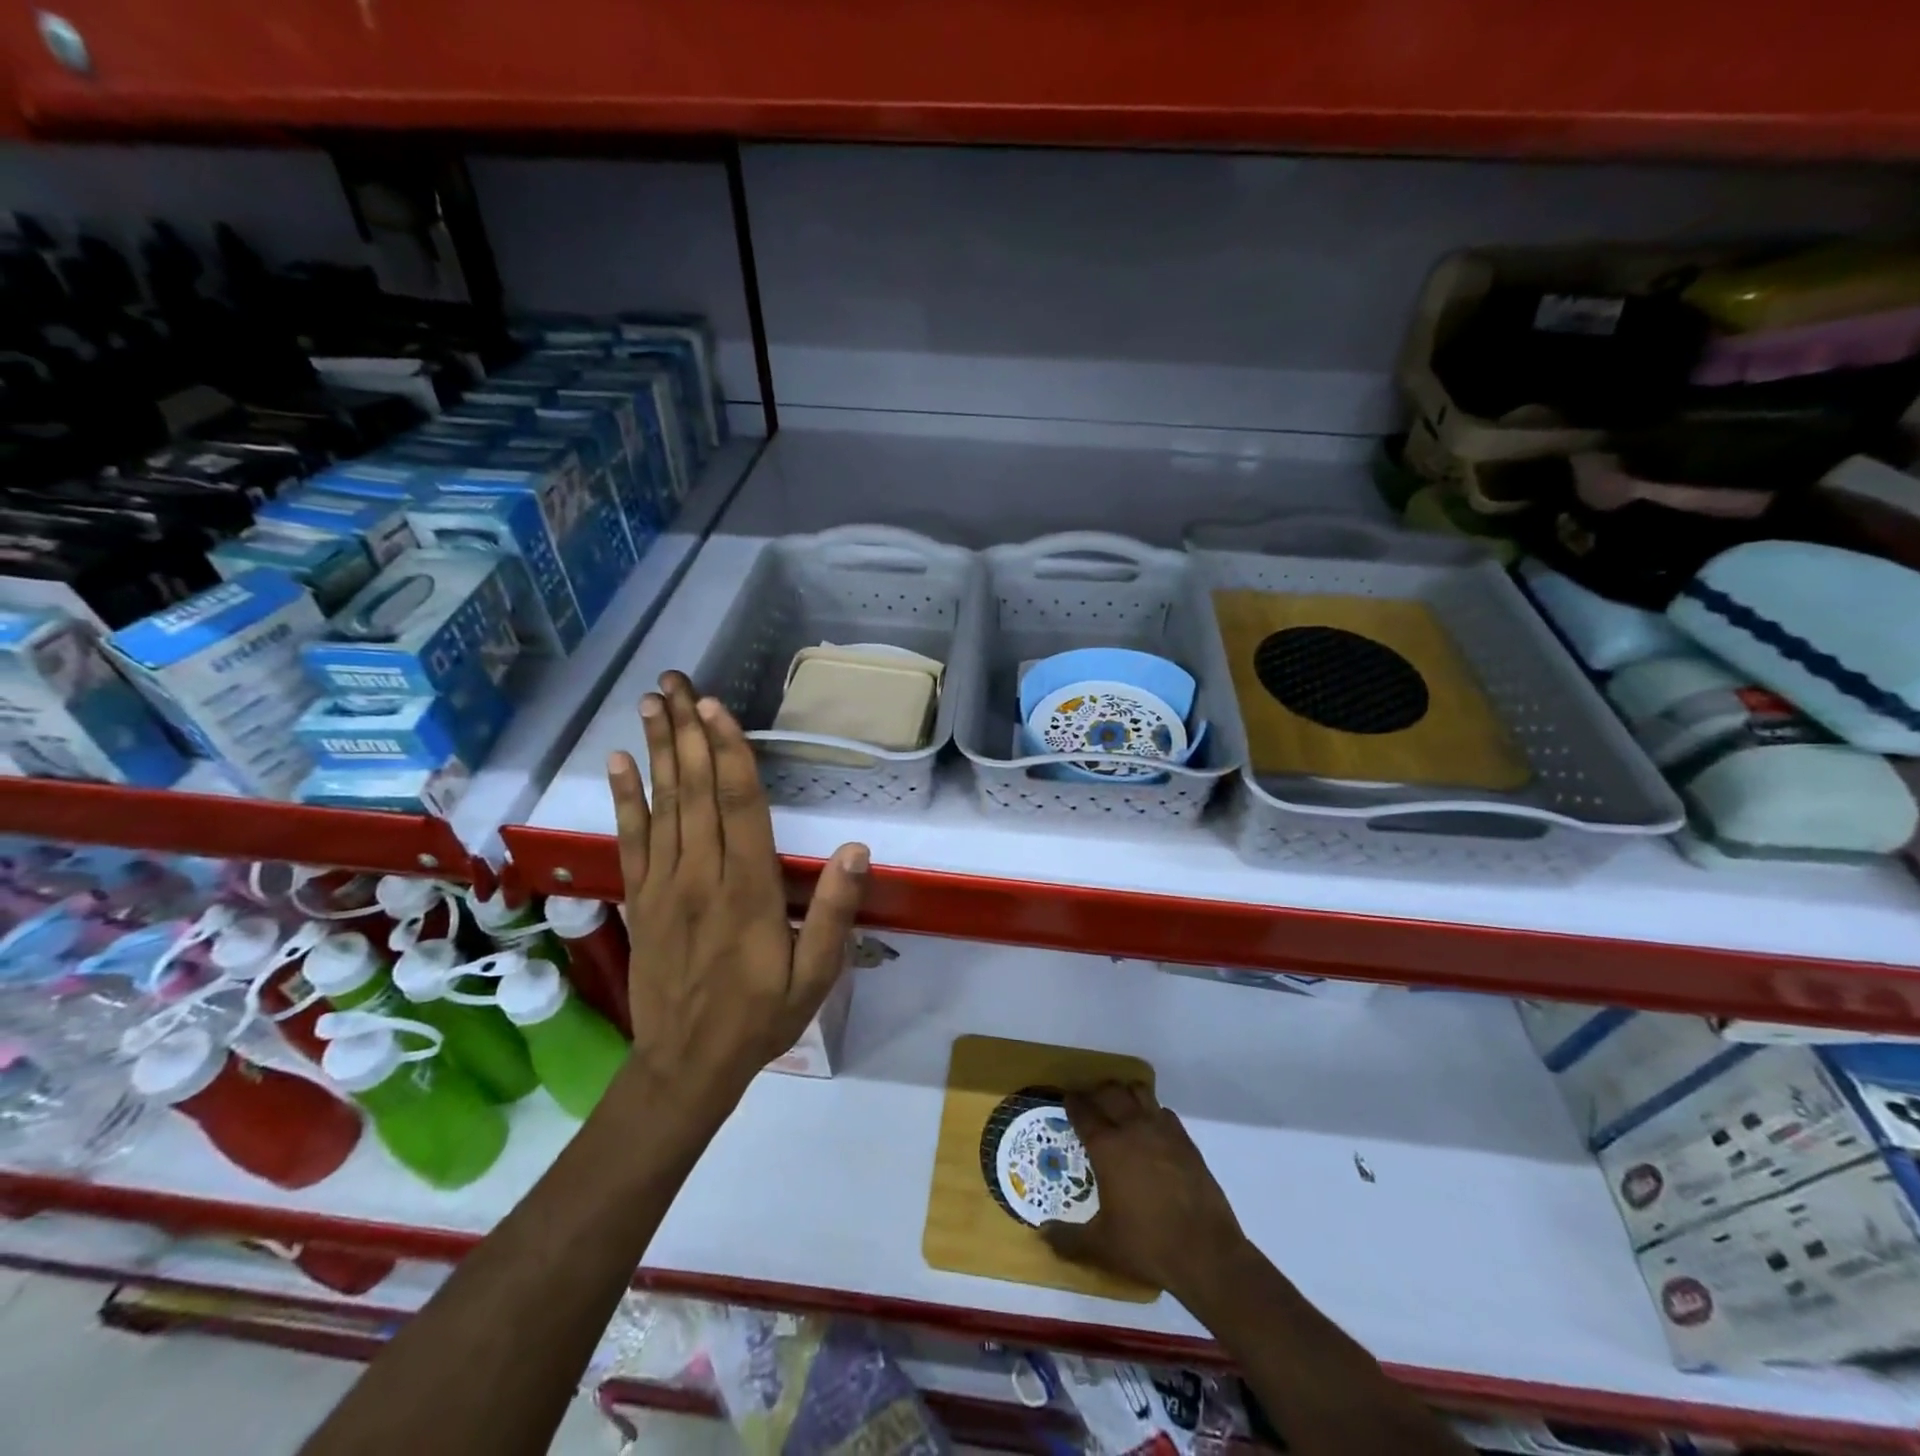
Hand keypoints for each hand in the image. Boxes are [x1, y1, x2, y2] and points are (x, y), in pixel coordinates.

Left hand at [606, 672, 868, 1120]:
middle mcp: (700, 876)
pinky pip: (631, 840)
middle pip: (694, 791)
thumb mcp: (816, 975)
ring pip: (661, 805)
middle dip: (686, 732)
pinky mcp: (640, 899)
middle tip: (675, 682)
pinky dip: (624, 798)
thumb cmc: (761, 1017)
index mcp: (747, 890)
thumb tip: (857, 850)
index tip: (714, 707)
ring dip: (656, 750)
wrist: (686, 1065)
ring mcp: (663, 885)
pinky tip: (618, 763)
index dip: (727, 753)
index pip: (739, 807)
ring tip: (650, 702)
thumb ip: (835, 912)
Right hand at [1043, 1082, 1251, 1307]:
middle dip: (1097, 1092)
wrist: (1206, 1253)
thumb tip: (1042, 1235)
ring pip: (1139, 1094)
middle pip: (1110, 1093)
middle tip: (1089, 1100)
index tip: (1067, 1098)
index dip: (1073, 1102)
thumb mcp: (1101, 1247)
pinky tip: (1150, 1127)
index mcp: (1107, 1148)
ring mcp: (1162, 1131)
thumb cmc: (1147, 1246)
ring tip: (1119, 1105)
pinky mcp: (1186, 1141)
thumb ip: (1067, 1240)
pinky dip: (1153, 1111)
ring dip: (1125, 1094)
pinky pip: (1164, 1112)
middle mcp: (1133, 1129)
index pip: (1084, 1112)